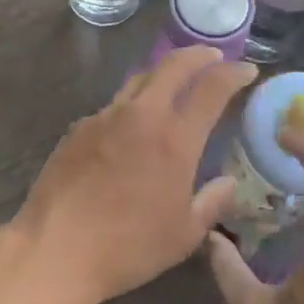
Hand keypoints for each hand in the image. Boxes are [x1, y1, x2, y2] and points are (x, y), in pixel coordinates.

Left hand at [9, 46, 255, 303]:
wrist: (56, 248)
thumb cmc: (129, 247)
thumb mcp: (184, 234)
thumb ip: (212, 202)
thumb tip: (229, 182)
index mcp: (175, 139)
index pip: (211, 88)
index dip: (233, 73)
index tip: (247, 69)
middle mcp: (141, 116)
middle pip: (173, 66)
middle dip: (198, 55)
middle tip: (213, 57)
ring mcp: (105, 117)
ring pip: (139, 79)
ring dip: (163, 73)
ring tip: (174, 80)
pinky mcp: (79, 128)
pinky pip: (113, 106)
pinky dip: (132, 105)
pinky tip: (132, 125)